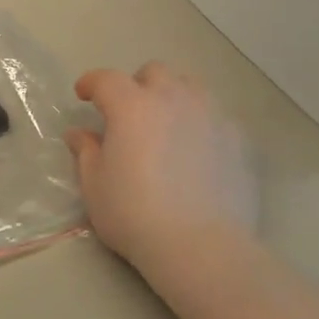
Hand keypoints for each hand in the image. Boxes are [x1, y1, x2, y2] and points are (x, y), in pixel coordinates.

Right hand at [64, 63, 258, 270]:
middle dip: (137, 85)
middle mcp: (173, 99)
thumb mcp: (95, 185)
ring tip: (166, 124)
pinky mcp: (238, 140)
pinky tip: (197, 149)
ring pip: (190, 86)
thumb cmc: (135, 213)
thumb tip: (79, 134)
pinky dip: (201, 122)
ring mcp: (211, 116)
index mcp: (131, 106)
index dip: (91, 83)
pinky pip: (216, 116)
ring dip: (173, 96)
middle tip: (128, 113)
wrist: (201, 246)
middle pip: (154, 72)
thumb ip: (86, 152)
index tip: (83, 95)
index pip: (106, 79)